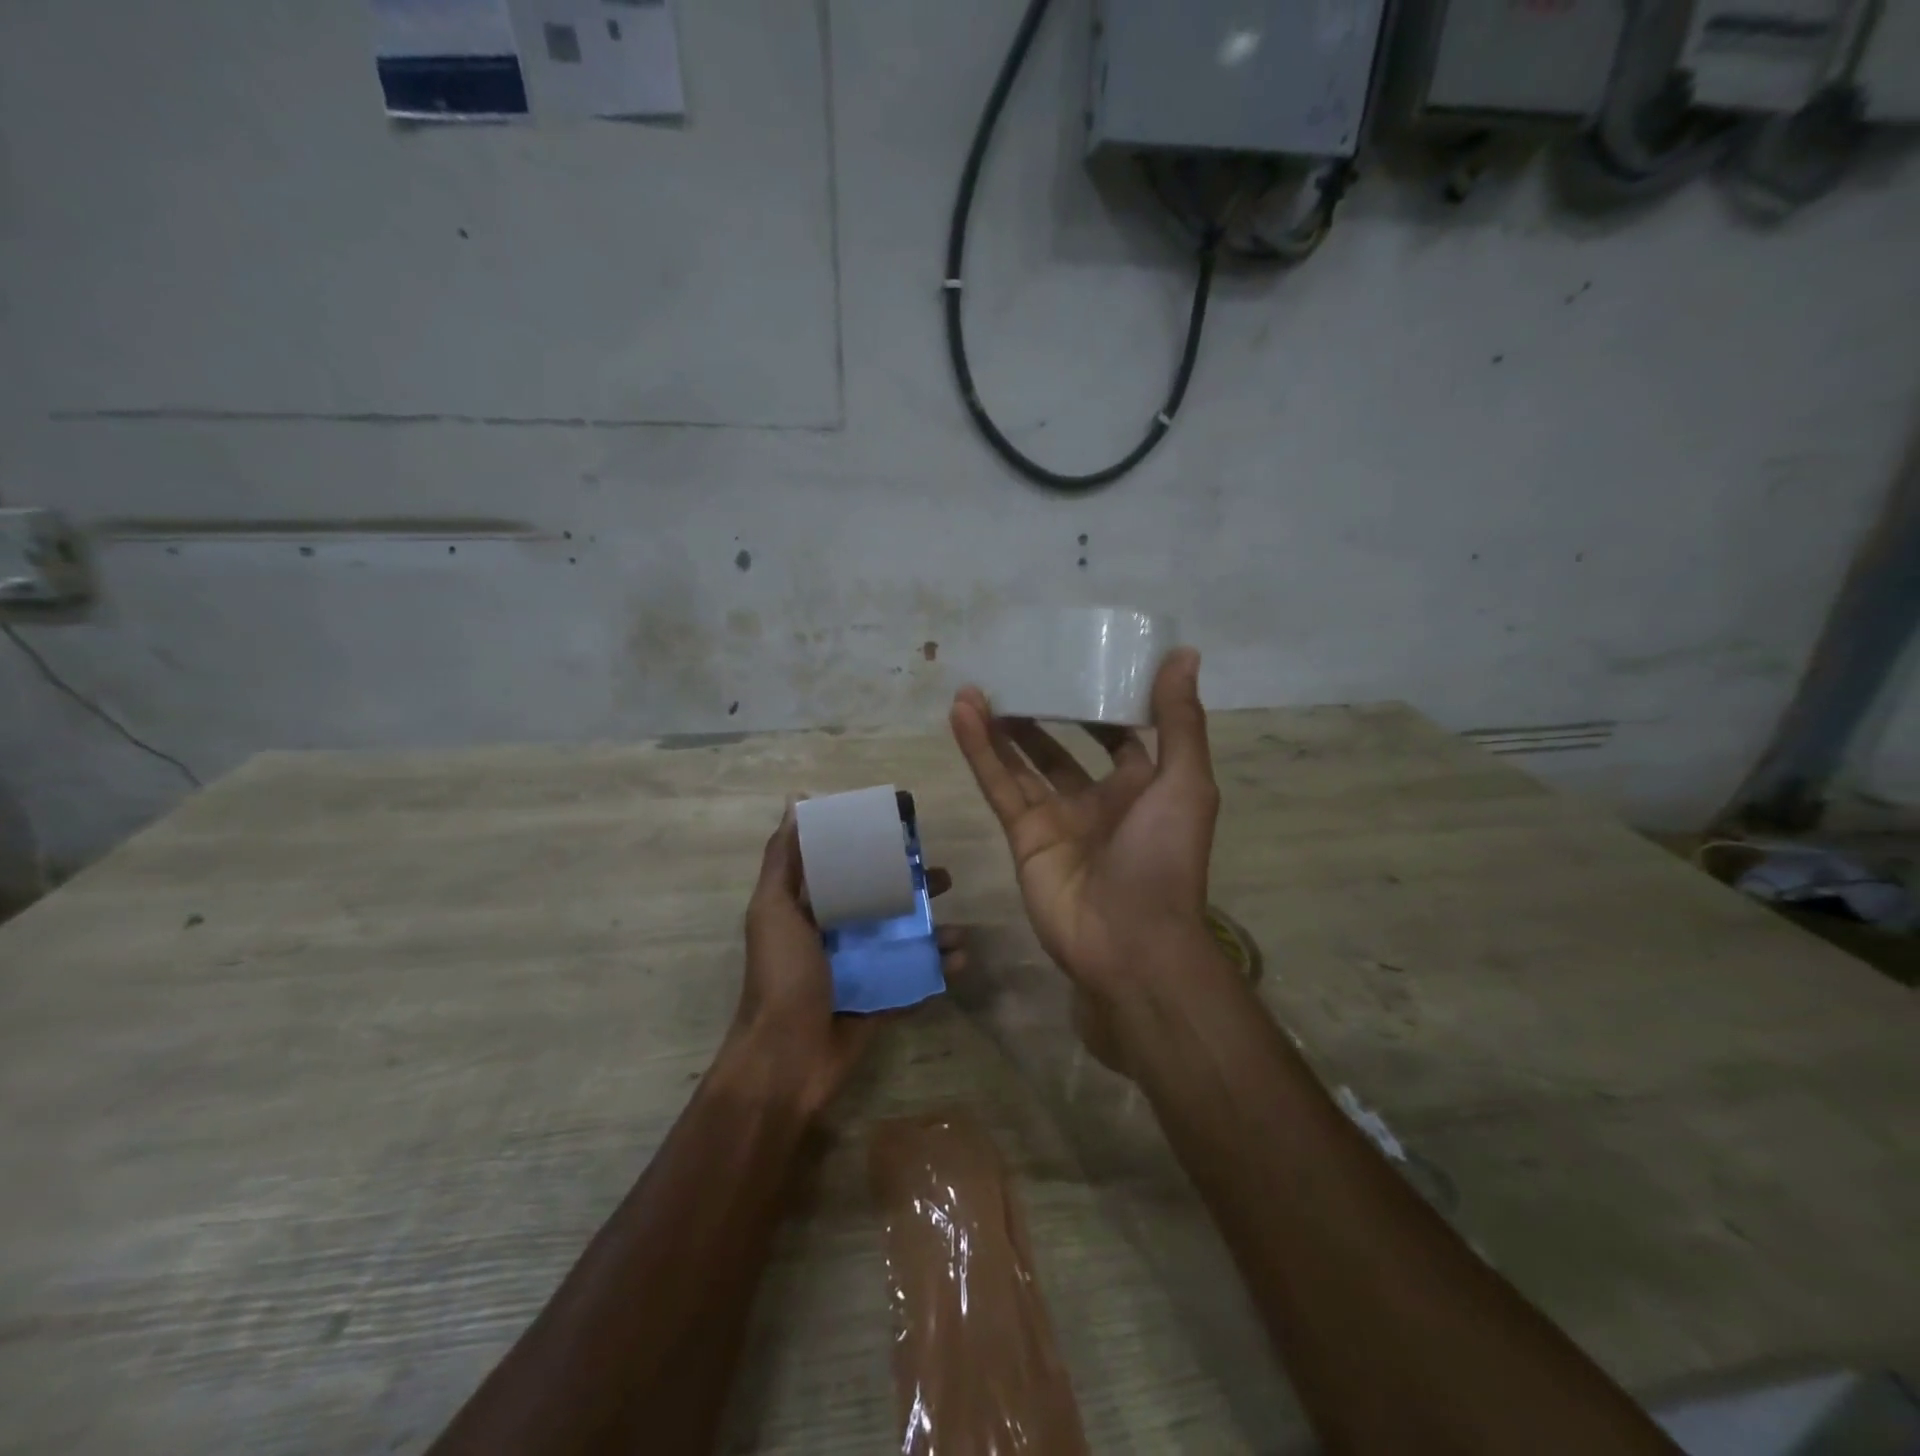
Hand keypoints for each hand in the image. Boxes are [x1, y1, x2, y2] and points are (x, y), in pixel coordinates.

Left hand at [729, 806, 963, 1116]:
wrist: (786, 1060)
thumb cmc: (781, 976)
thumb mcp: (774, 909)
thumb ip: (784, 859)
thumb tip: (795, 799)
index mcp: (810, 909)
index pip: (846, 867)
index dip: (873, 848)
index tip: (905, 831)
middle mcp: (837, 934)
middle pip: (883, 901)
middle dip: (914, 889)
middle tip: (945, 878)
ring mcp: (861, 969)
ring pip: (904, 939)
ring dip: (934, 930)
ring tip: (959, 928)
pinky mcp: (880, 1000)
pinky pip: (914, 978)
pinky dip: (938, 968)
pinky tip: (960, 959)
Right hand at [949, 648, 1218, 1004]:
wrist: (1131, 942)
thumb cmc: (1165, 857)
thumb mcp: (1186, 782)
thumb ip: (1180, 720)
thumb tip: (1183, 652)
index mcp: (1141, 785)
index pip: (1116, 733)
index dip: (1098, 701)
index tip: (1078, 663)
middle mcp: (1096, 798)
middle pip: (1060, 746)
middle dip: (1040, 713)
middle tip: (1016, 674)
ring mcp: (1056, 818)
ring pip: (1022, 762)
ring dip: (1001, 726)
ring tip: (976, 687)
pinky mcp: (1022, 836)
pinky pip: (999, 785)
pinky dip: (980, 750)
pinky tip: (963, 713)